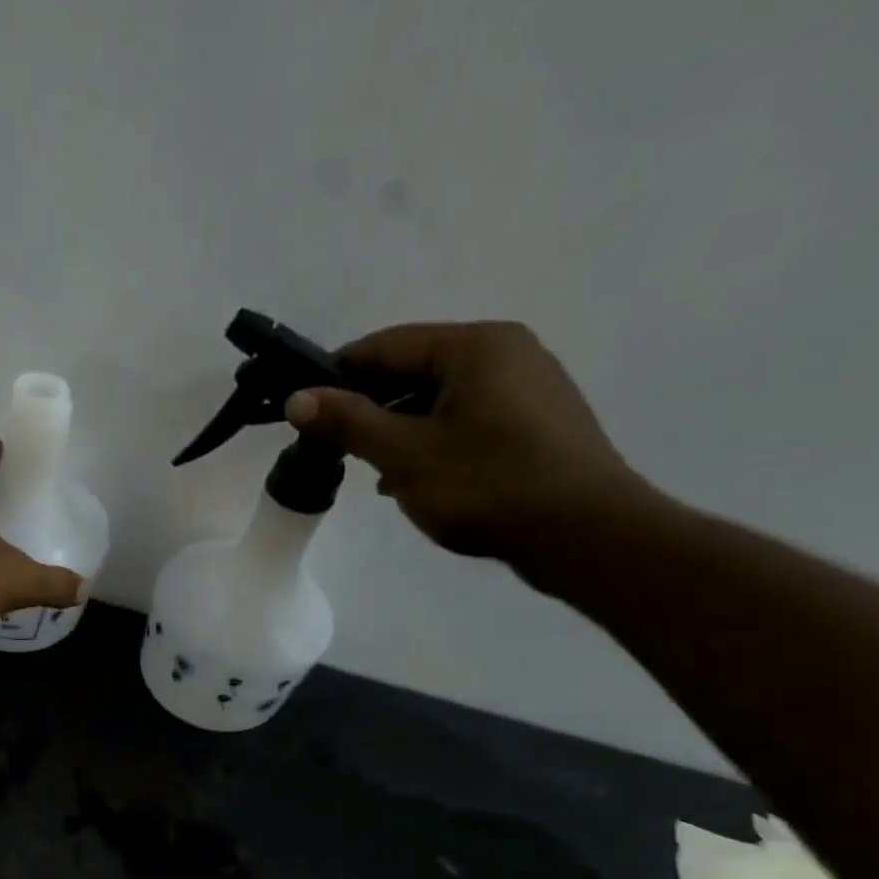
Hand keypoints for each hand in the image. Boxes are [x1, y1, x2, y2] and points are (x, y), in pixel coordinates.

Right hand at [285, 321, 665, 567]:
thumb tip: (296, 398)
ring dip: (395, 427)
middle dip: (366, 405)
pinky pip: (464, 418)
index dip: (336, 375)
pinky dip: (429, 440)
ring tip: (366, 466)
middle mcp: (506, 353)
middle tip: (330, 444)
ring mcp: (526, 387)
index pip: (385, 345)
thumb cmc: (486, 485)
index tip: (301, 409)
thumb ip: (348, 422)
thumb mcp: (403, 454)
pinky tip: (410, 476)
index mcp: (475, 346)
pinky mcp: (534, 423)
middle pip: (413, 369)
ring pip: (437, 398)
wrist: (582, 533)